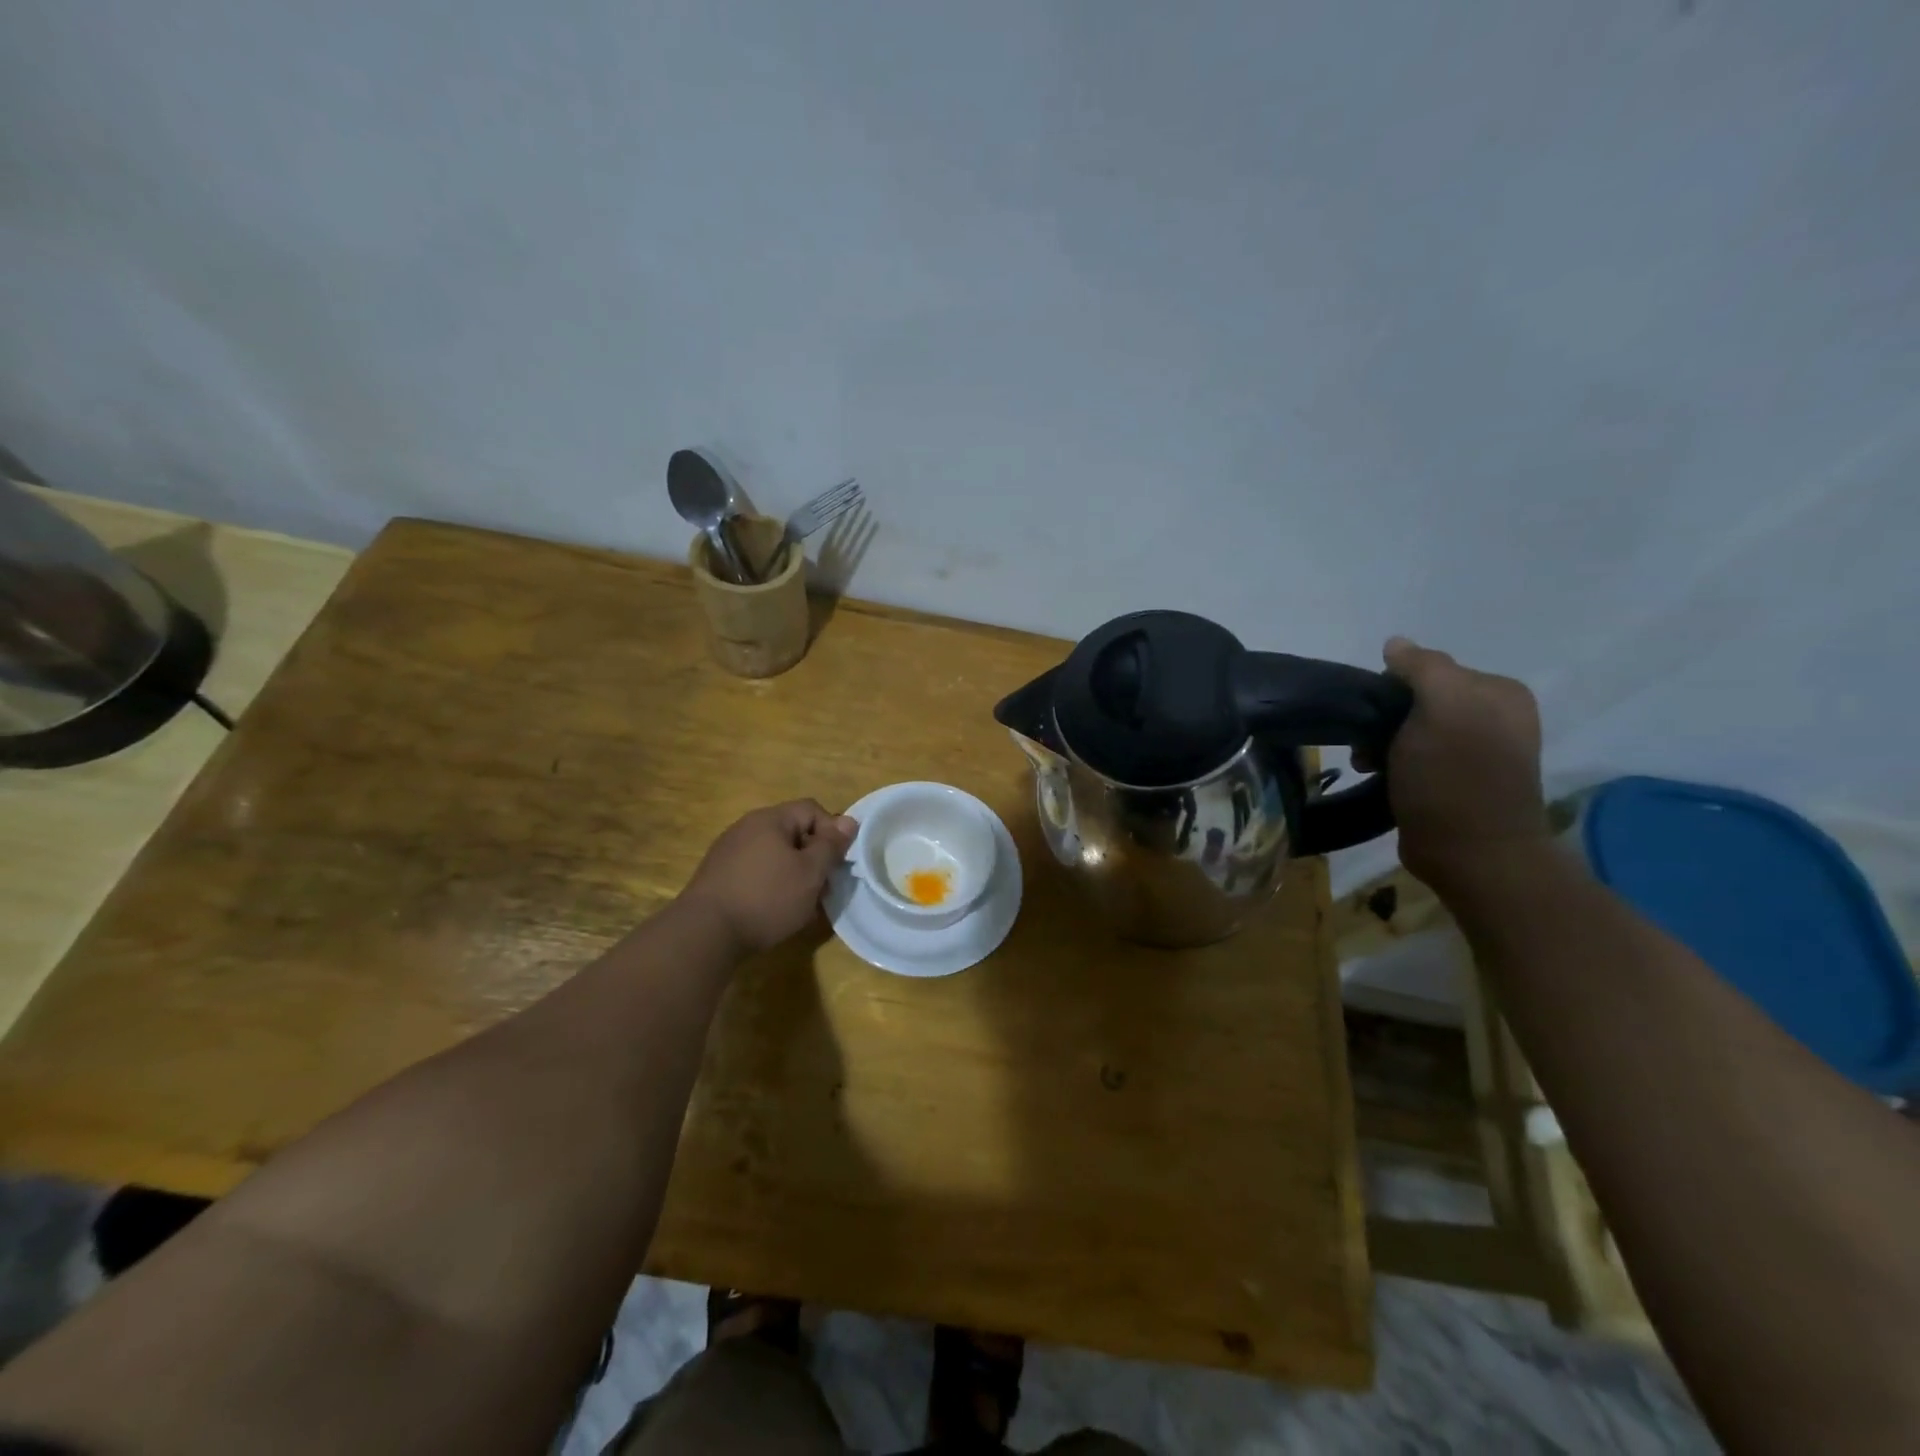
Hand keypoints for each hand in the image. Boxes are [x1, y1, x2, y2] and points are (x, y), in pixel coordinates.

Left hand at [681, 800, 858, 955]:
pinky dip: (771, 885)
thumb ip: (831, 846)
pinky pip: (755, 871)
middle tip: (822, 887)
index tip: (837, 862)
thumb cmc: (766, 897)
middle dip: (812, 857)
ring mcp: (728, 851)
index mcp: (770, 819)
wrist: (705, 933)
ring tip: (800, 903)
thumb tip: (849, 821)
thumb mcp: (810, 873)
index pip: (812, 809)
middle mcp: (747, 827)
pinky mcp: (717, 876)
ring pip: (774, 854)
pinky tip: (773, 910)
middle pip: (792, 832)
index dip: (832, 832)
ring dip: (793, 873)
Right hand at [1377, 637, 1548, 887]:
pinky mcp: (1456, 782)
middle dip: (1384, 719)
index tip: (1374, 716)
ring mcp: (1476, 752)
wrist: (1472, 854)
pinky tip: (1379, 778)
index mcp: (1498, 692)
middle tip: (1367, 747)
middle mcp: (1493, 716)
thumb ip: (1422, 668)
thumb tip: (1395, 644)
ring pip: (1409, 730)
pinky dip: (1390, 765)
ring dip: (1380, 745)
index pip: (1428, 669)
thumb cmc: (1455, 778)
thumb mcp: (1441, 708)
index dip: (1392, 688)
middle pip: (1417, 700)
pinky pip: (1412, 758)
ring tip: (1367, 766)